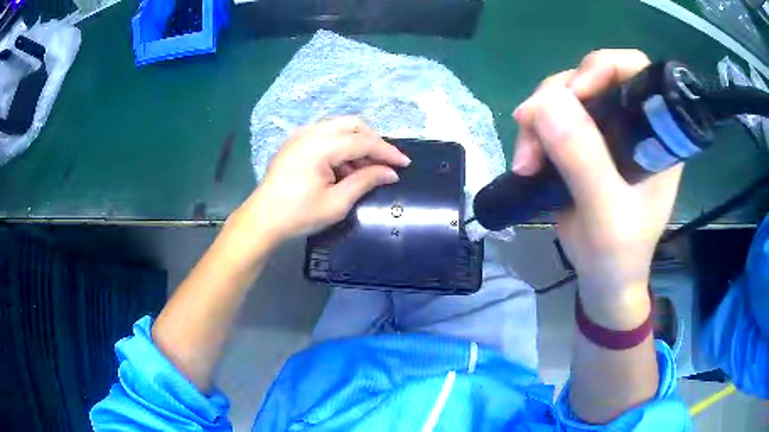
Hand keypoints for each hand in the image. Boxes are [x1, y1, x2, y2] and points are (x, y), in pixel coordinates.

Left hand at [235, 116, 410, 246]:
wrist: (262, 220)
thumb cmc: (299, 214)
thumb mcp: (337, 203)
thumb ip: (366, 181)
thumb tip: (390, 173)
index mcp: (320, 146)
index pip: (362, 141)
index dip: (386, 152)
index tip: (405, 163)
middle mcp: (311, 132)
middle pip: (352, 124)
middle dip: (373, 141)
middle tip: (386, 162)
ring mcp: (300, 135)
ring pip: (339, 127)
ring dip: (357, 143)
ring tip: (366, 170)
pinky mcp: (295, 143)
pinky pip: (325, 135)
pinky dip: (341, 146)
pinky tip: (344, 167)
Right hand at [512, 50, 681, 327]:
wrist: (603, 281)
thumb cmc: (617, 256)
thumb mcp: (605, 214)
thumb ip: (584, 160)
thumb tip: (545, 103)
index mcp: (655, 136)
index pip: (636, 72)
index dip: (603, 68)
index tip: (574, 95)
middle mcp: (633, 125)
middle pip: (593, 77)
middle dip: (558, 97)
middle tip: (530, 126)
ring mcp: (608, 132)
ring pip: (566, 96)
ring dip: (539, 119)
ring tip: (526, 159)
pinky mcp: (585, 144)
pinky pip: (554, 119)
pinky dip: (534, 133)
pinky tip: (527, 160)